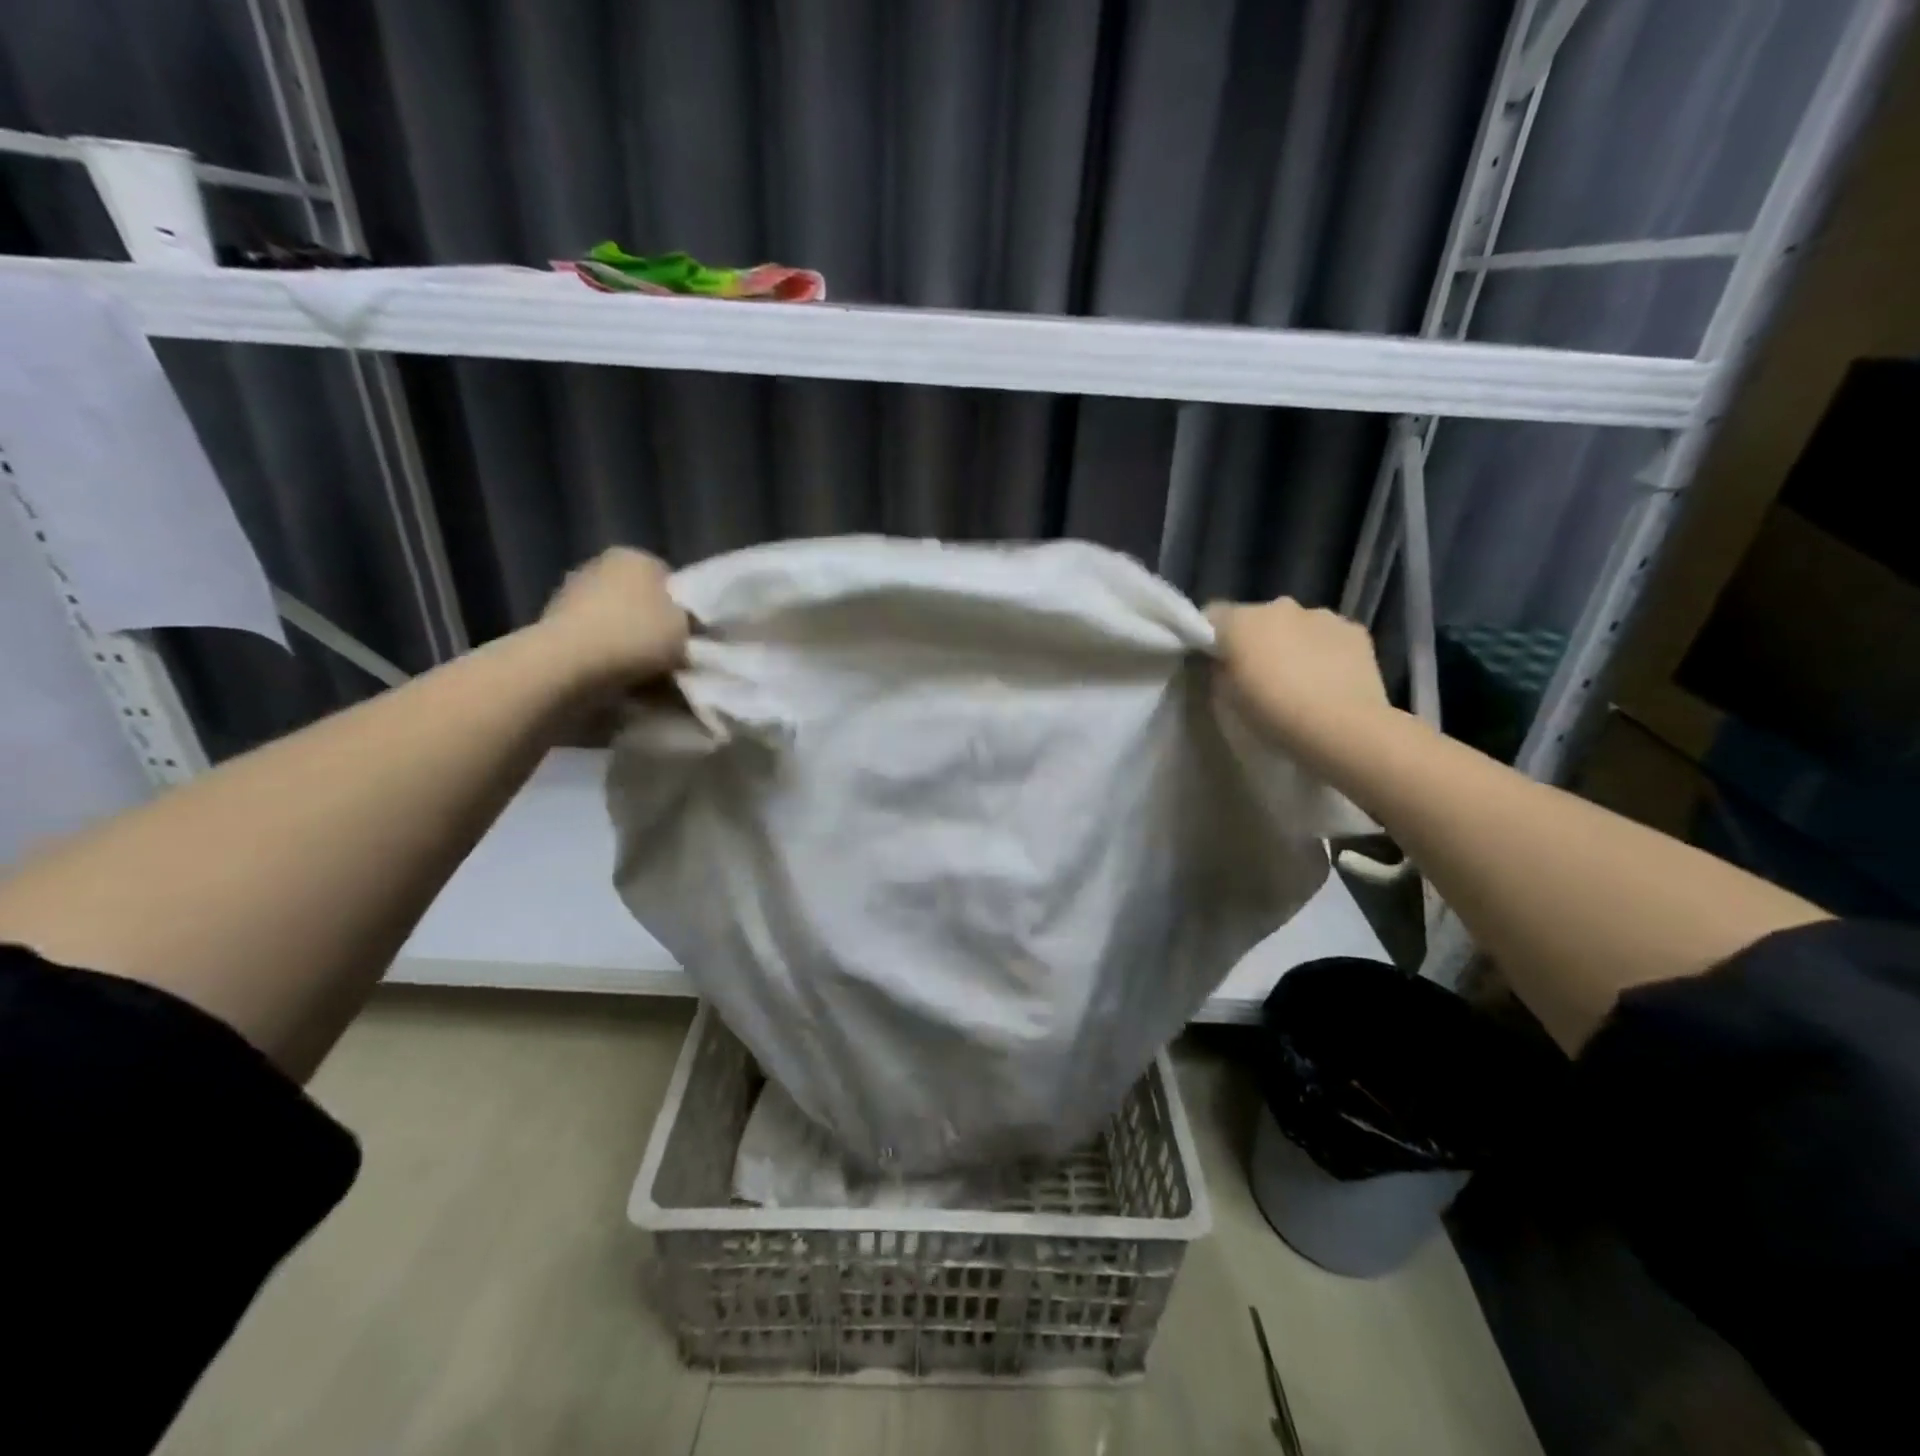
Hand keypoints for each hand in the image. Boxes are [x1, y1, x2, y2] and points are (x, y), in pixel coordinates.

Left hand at [538, 547, 688, 686]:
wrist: (569, 663)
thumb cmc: (636, 636)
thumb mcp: (684, 630)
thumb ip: (687, 623)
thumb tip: (682, 627)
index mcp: (636, 557)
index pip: (668, 580)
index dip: (682, 609)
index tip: (687, 636)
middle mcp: (600, 565)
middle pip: (638, 599)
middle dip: (650, 625)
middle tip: (667, 656)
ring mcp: (571, 592)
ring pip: (614, 620)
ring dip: (626, 642)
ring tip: (642, 673)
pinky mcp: (552, 623)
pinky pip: (592, 640)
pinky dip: (603, 654)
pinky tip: (615, 676)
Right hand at [1205, 597, 1390, 752]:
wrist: (1344, 732)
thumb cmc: (1274, 717)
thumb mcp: (1225, 701)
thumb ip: (1218, 672)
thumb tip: (1223, 663)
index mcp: (1241, 622)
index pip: (1211, 615)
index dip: (1207, 637)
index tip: (1210, 662)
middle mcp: (1280, 606)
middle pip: (1255, 618)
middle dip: (1253, 640)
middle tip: (1256, 675)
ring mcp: (1321, 615)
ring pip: (1294, 625)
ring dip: (1289, 643)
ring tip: (1296, 680)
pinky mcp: (1355, 631)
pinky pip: (1327, 636)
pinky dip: (1322, 651)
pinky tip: (1327, 681)